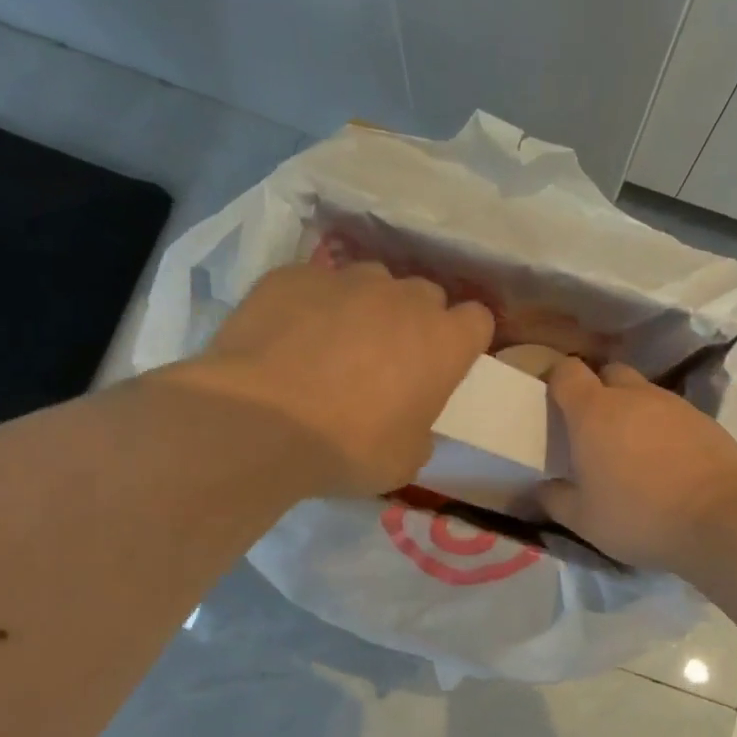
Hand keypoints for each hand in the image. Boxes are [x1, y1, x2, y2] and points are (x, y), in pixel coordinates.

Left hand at [167, 260, 493, 495]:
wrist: (258, 423)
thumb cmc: (347, 449)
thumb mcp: (404, 461)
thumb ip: (420, 429)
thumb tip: (408, 420)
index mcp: (444, 341)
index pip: (478, 320)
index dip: (462, 340)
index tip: (444, 363)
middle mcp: (403, 298)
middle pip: (425, 296)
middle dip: (414, 321)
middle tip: (387, 359)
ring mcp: (346, 279)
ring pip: (371, 282)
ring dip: (364, 307)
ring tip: (333, 343)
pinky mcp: (293, 275)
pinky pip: (314, 284)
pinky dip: (311, 306)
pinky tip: (287, 338)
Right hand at [537, 359, 736, 570]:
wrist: (721, 518)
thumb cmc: (639, 515)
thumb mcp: (583, 519)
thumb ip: (554, 499)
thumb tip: (541, 489)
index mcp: (593, 411)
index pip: (567, 372)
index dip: (556, 381)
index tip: (553, 403)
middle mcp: (633, 396)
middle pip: (608, 374)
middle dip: (597, 392)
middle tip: (593, 429)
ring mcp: (673, 404)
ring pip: (643, 393)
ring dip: (633, 411)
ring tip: (632, 450)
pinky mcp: (705, 420)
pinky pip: (673, 413)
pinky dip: (663, 428)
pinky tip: (667, 462)